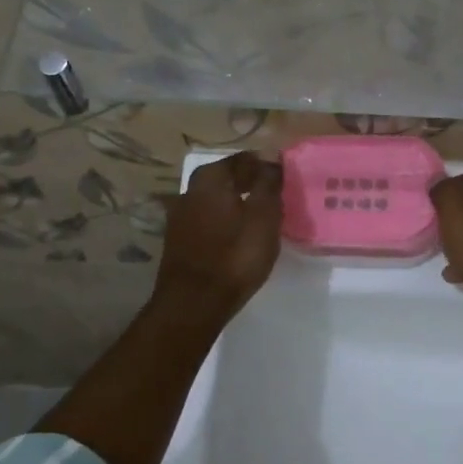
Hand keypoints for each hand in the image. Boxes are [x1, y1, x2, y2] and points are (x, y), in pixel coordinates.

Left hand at [153, 151, 283, 322]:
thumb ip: (268, 184)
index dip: (265, 165)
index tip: (284, 177)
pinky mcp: (178, 242)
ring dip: (236, 204)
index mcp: (209, 178)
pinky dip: (225, 223)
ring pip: (216, 201)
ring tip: (260, 217)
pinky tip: (239, 236)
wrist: (194, 304)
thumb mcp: (263, 216)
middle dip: (249, 183)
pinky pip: (208, 221)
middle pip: (226, 179)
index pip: (243, 159)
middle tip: (274, 196)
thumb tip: (271, 159)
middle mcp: (189, 191)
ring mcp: (180, 217)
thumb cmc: (235, 255)